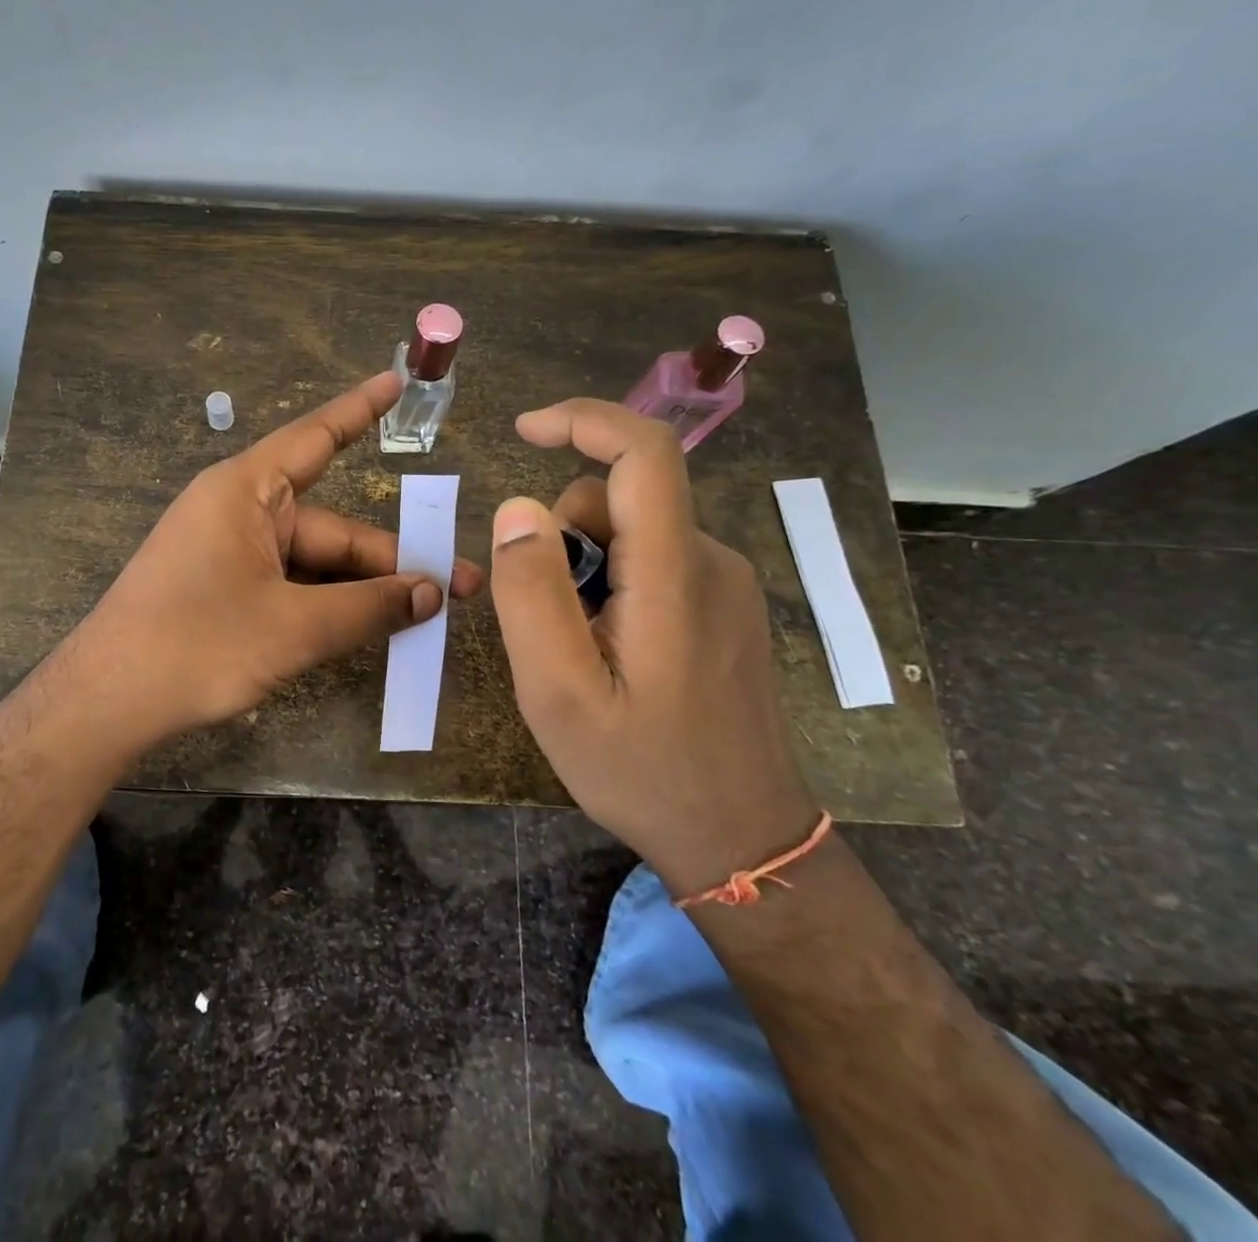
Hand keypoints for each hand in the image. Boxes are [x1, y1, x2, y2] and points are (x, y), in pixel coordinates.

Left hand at [77, 371, 483, 738]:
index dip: (360, 411)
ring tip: (425, 618)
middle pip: (331, 530)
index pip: (315, 438)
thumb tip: (432, 594)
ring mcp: (231, 554)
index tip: (398, 384)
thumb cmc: (196, 646)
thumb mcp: (292, 629)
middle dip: (391, 561)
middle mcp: (240, 513)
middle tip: (457, 589)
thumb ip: (368, 608)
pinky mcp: (226, 590)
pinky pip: (290, 587)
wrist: (107, 704)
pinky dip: (328, 607)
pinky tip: (370, 631)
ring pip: (314, 565)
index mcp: (247, 492)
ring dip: (362, 592)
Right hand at [489, 398, 819, 894]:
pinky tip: (611, 654)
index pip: (643, 453)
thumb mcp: (558, 692)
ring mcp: (726, 586)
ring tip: (580, 649)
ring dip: (586, 569)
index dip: (583, 420)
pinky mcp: (726, 608)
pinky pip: (653, 564)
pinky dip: (613, 586)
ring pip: (632, 534)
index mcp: (674, 575)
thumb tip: (517, 509)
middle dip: (563, 538)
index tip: (524, 430)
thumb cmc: (642, 769)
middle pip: (620, 501)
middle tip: (546, 623)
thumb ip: (531, 594)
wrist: (741, 838)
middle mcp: (712, 562)